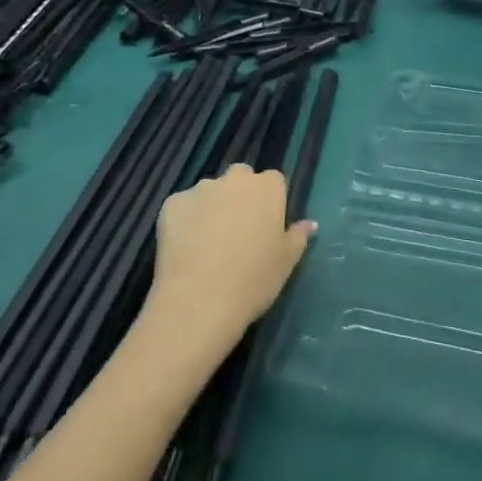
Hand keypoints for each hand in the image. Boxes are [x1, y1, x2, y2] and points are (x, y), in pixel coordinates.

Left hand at [148, 165, 314, 347]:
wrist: (199, 302)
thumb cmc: (253, 281)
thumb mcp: (287, 262)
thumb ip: (298, 237)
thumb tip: (309, 224)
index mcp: (268, 188)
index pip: (274, 181)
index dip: (270, 202)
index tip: (266, 226)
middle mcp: (236, 180)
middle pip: (241, 179)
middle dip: (240, 196)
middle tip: (237, 232)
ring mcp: (201, 189)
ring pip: (211, 192)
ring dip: (212, 207)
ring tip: (207, 243)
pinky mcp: (171, 204)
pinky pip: (183, 207)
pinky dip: (185, 220)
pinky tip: (185, 247)